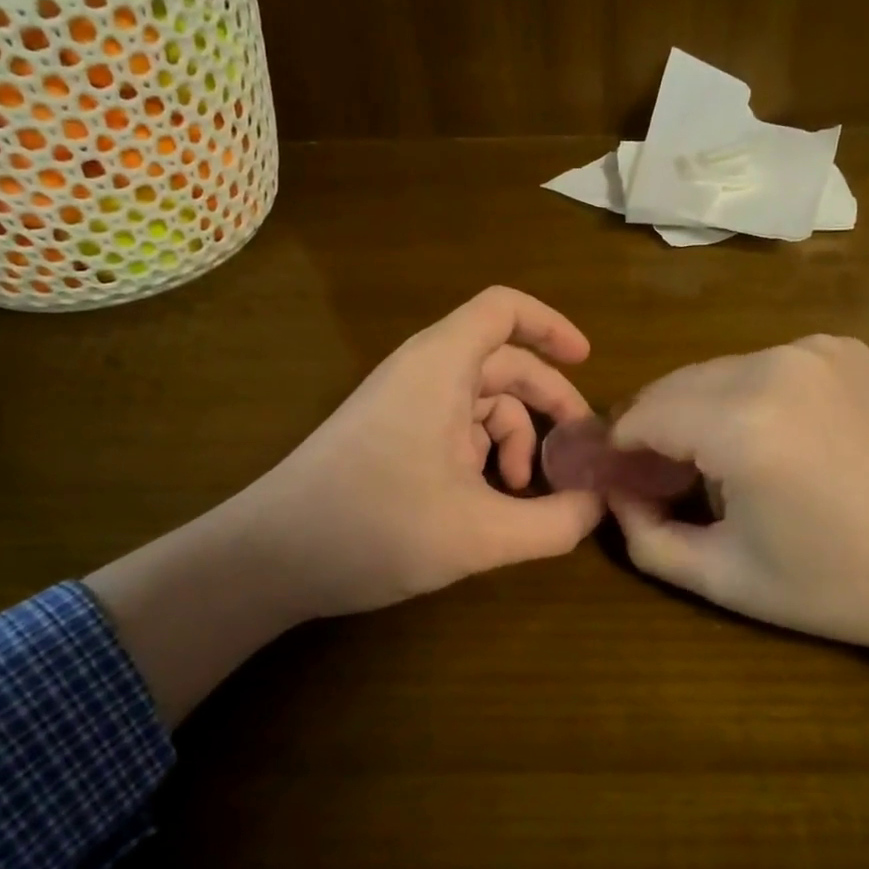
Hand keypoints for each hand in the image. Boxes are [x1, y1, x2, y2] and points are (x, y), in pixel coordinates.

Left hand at [89, 287, 603, 720]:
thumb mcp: (480, 534)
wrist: (268, 559)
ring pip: (481, 402)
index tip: (587, 360)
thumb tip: (600, 507)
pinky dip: (484, 456)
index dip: (550, 326)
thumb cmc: (375, 527)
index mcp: (441, 366)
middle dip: (548, 402)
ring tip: (524, 494)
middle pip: (503, 362)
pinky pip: (455, 428)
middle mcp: (422, 373)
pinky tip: (489, 504)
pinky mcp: (391, 436)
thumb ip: (553, 523)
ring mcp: (403, 405)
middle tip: (580, 450)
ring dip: (515, 440)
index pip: (503, 309)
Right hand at [608, 336, 868, 725]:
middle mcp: (771, 364)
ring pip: (716, 372)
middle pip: (674, 385)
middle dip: (657, 428)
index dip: (621, 451)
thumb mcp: (727, 578)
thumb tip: (617, 494)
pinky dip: (748, 397)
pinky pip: (764, 366)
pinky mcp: (843, 346)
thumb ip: (646, 537)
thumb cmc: (845, 583)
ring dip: (701, 411)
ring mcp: (812, 348)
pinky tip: (780, 441)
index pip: (639, 414)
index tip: (625, 484)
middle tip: (669, 481)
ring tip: (725, 465)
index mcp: (740, 422)